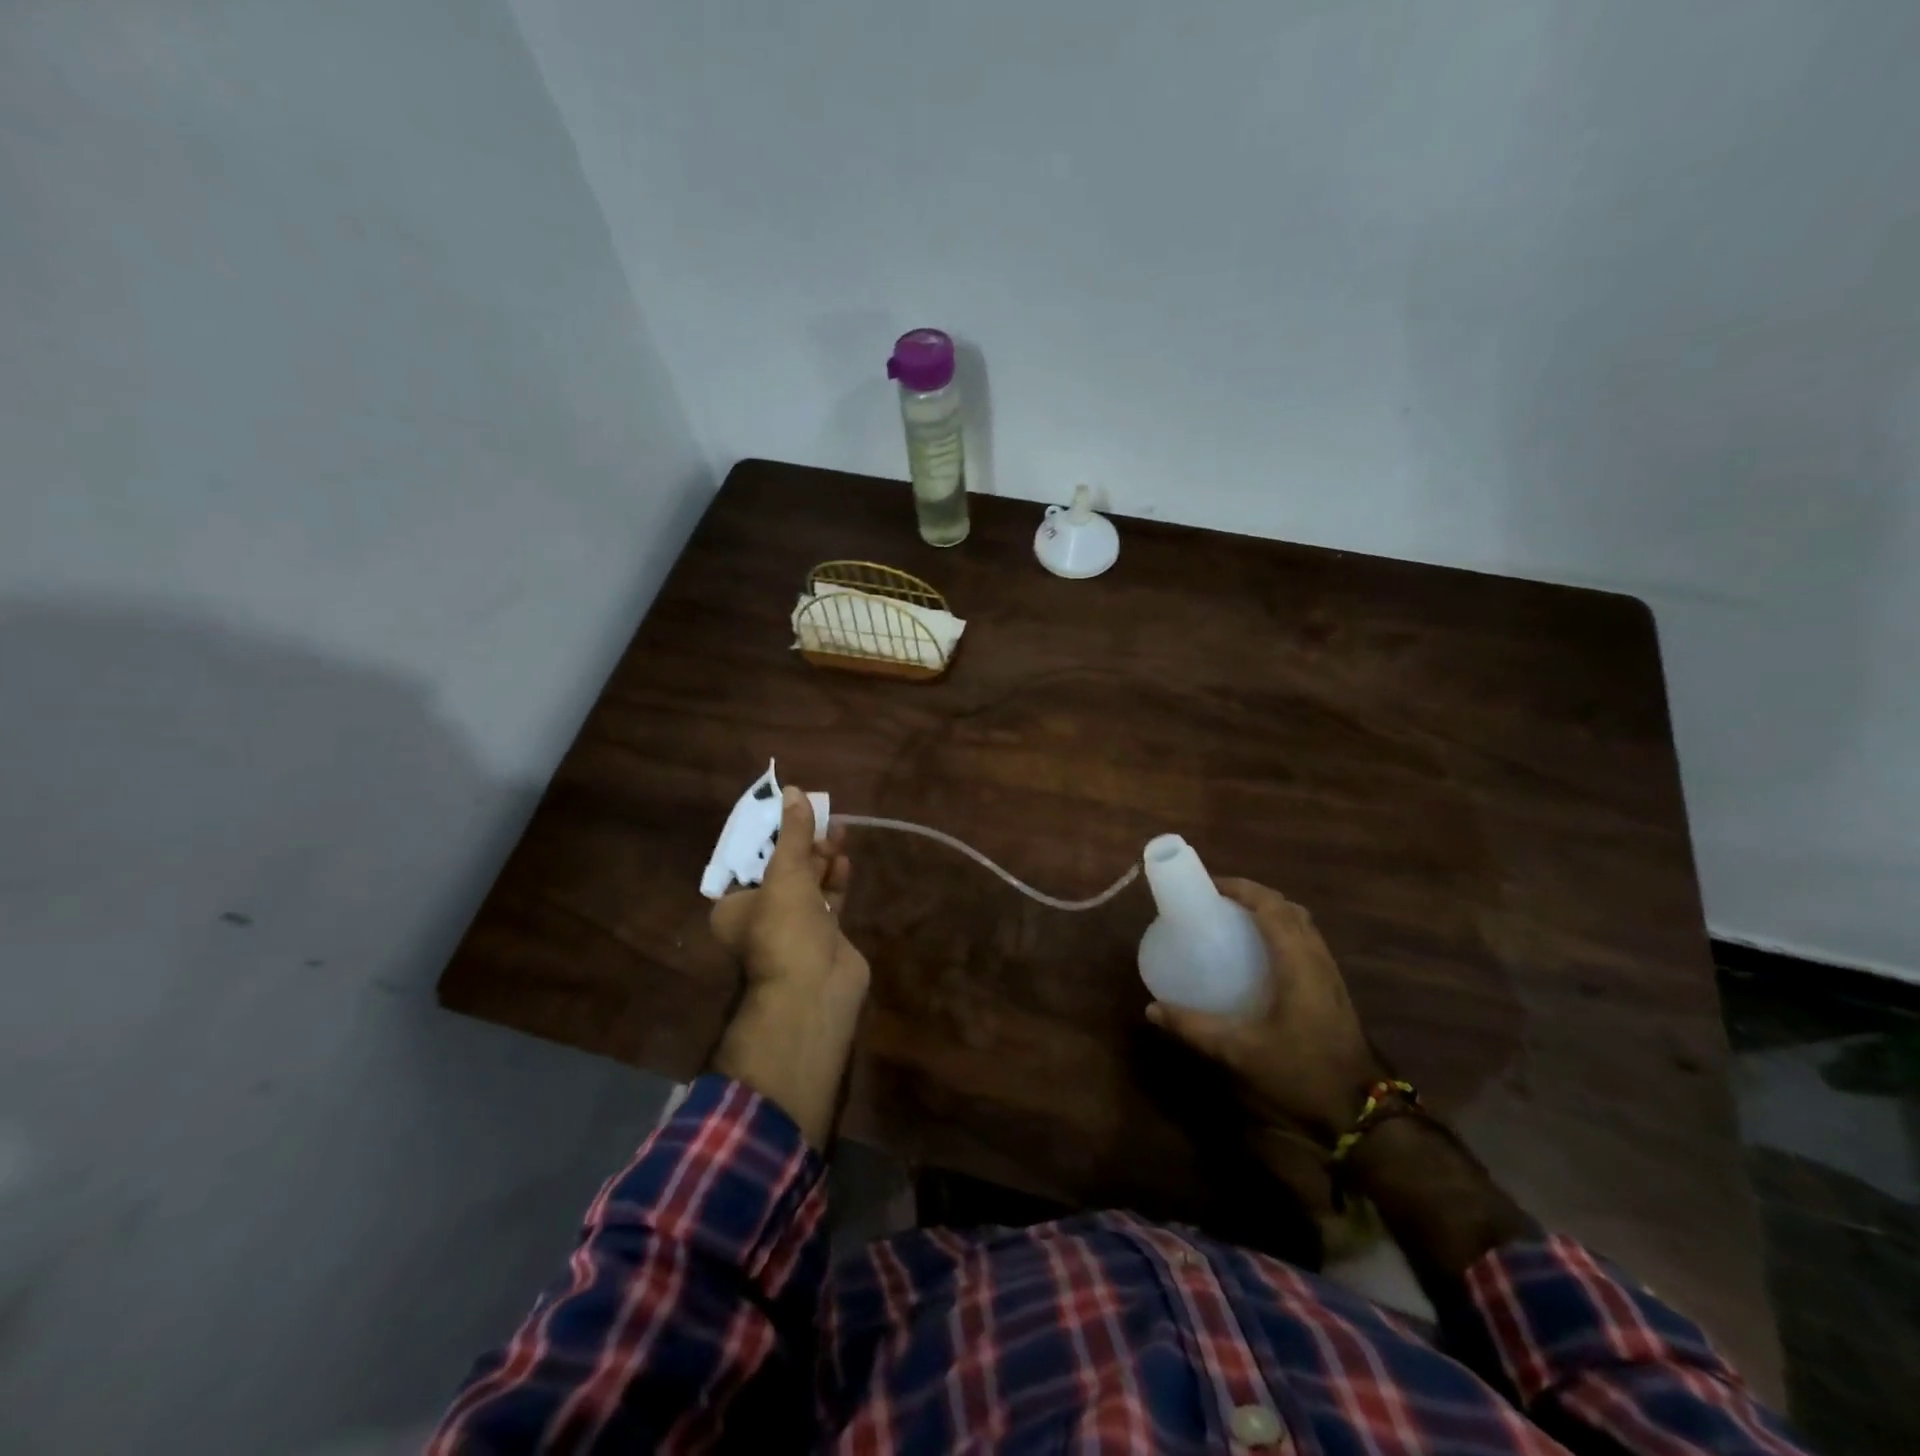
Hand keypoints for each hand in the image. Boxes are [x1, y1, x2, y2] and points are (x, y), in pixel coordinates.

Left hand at [710, 786, 866, 1002]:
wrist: (816, 989)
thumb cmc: (785, 927)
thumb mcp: (786, 872)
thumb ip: (793, 833)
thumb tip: (794, 791)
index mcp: (734, 905)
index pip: (749, 860)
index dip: (769, 835)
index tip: (789, 811)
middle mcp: (760, 916)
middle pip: (782, 869)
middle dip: (803, 843)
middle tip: (823, 817)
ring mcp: (794, 927)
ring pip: (808, 883)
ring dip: (822, 858)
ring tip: (840, 831)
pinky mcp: (823, 935)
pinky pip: (828, 899)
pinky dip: (835, 880)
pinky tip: (845, 861)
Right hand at [1146, 878, 1383, 1142]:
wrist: (1361, 1112)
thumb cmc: (1300, 1073)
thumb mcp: (1239, 1052)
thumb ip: (1193, 1028)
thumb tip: (1152, 1009)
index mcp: (1297, 962)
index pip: (1270, 906)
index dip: (1240, 888)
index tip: (1207, 886)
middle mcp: (1317, 958)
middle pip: (1287, 908)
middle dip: (1252, 895)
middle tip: (1216, 901)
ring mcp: (1329, 973)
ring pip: (1301, 923)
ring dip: (1269, 911)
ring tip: (1234, 920)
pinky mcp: (1333, 989)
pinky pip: (1306, 941)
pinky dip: (1282, 931)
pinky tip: (1260, 954)